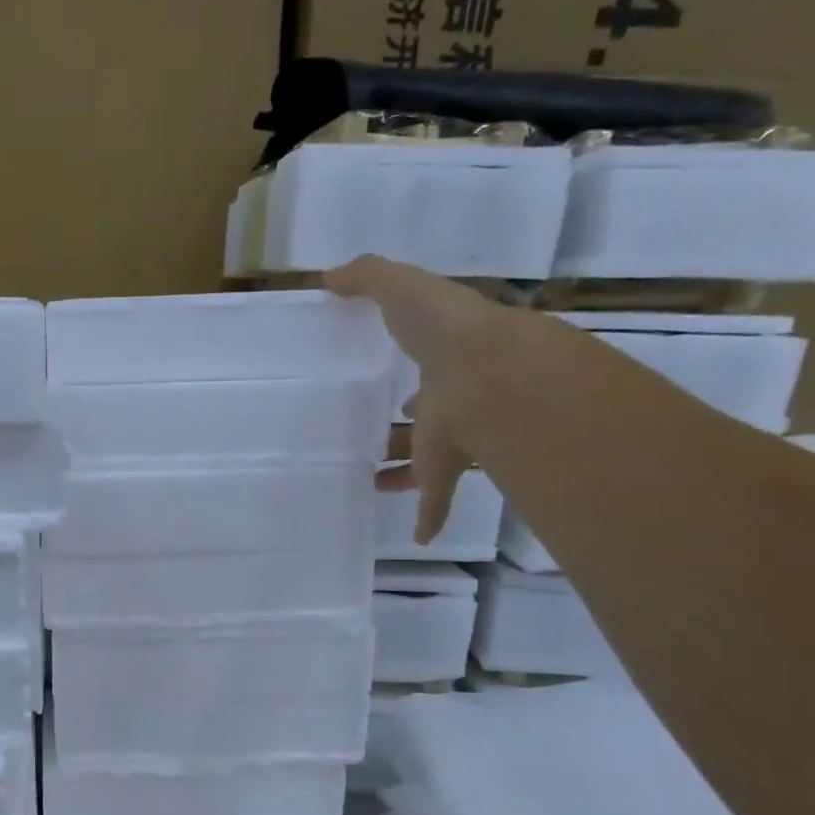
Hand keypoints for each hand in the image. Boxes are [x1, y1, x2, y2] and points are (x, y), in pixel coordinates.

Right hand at [326, 255, 491, 544]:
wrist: (486, 371)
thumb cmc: (442, 328)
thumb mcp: (400, 286)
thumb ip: (366, 277)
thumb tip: (328, 278)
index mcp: (445, 363)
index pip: (430, 377)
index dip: (414, 388)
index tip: (397, 399)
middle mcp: (452, 404)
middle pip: (424, 424)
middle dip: (403, 433)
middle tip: (377, 444)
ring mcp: (452, 441)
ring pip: (426, 465)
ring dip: (403, 475)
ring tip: (372, 483)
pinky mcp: (447, 472)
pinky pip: (437, 502)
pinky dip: (429, 519)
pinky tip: (418, 536)